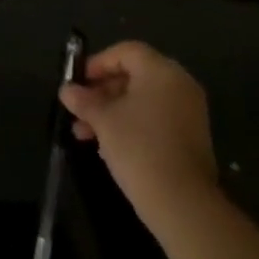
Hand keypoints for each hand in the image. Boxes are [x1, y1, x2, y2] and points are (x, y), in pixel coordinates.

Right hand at [58, 41, 217, 232]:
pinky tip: (109, 147)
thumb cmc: (140, 149)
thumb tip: (66, 90)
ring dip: (113, 112)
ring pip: (143, 100)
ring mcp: (189, 112)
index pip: (125, 52)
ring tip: (85, 133)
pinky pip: (156, 119)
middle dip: (102, 92)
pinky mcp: (191, 138)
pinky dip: (133, 125)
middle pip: (134, 75)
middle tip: (79, 110)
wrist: (184, 206)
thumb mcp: (104, 121)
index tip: (78, 82)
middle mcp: (179, 83)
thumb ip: (85, 101)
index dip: (98, 63)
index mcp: (161, 70)